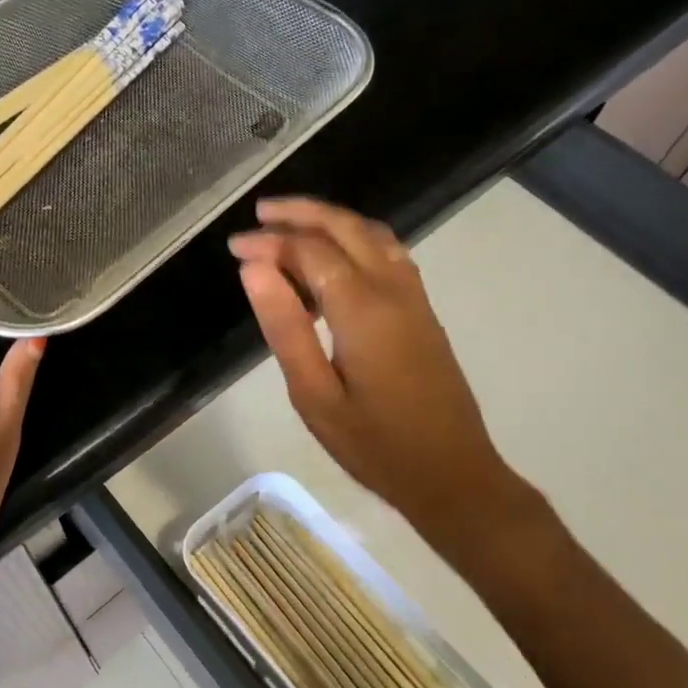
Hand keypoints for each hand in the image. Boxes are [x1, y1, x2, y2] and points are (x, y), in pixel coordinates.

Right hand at [228, 197, 525, 539]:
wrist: (453, 475)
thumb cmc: (375, 445)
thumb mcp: (314, 395)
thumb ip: (285, 327)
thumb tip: (254, 269)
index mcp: (363, 309)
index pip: (310, 251)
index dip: (270, 242)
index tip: (234, 247)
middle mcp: (393, 289)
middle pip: (346, 227)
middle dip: (301, 212)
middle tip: (259, 213)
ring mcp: (414, 297)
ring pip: (372, 235)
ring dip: (331, 220)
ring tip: (290, 224)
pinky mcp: (422, 311)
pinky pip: (387, 253)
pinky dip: (354, 239)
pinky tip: (333, 257)